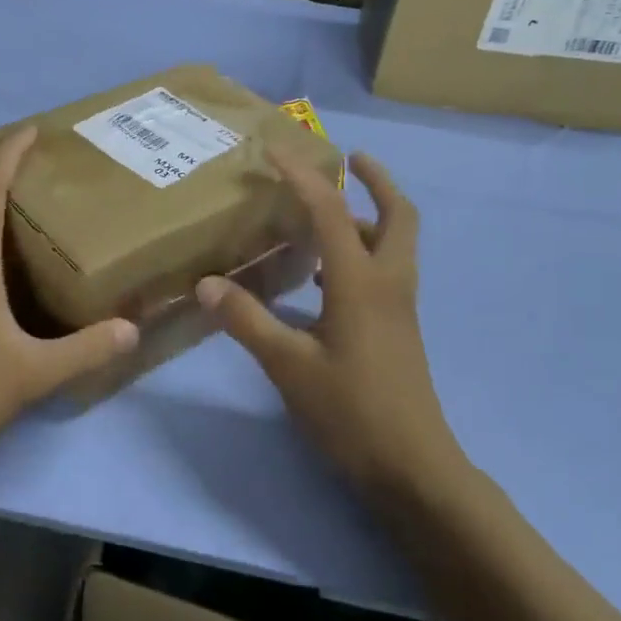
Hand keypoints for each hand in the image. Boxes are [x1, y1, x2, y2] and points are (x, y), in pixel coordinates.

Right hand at [195, 151, 471, 505]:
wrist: (413, 469)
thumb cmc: (351, 412)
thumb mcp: (288, 365)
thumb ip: (247, 320)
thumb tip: (207, 283)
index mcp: (361, 282)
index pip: (331, 210)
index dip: (301, 176)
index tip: (274, 151)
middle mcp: (388, 283)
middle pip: (398, 215)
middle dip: (377, 180)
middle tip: (349, 159)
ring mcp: (399, 307)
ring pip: (395, 242)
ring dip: (368, 216)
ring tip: (325, 214)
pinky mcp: (399, 328)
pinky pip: (386, 270)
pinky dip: (362, 251)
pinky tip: (323, 274)